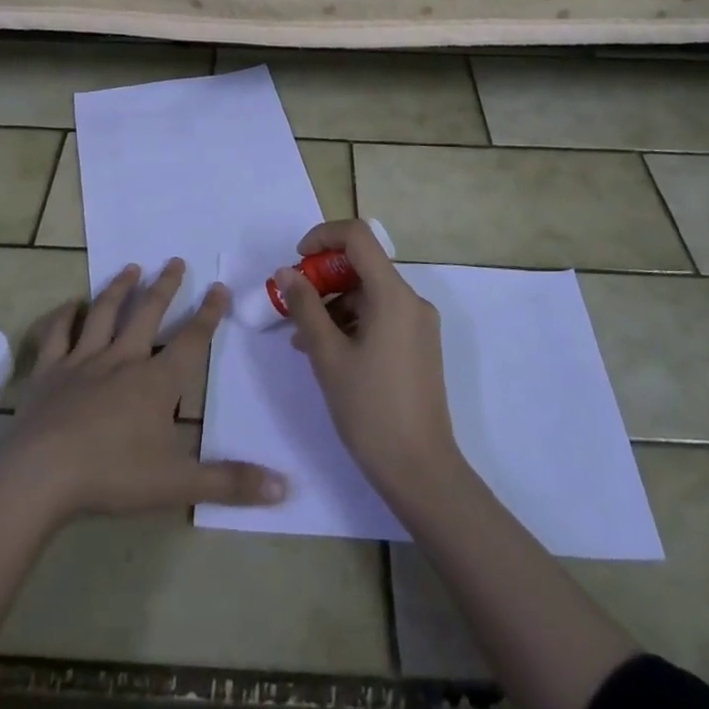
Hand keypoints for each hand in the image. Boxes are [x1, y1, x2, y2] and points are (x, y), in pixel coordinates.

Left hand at [0, 258, 287, 525]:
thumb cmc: (112, 476)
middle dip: (165, 286)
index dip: (208, 313)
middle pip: (148, 314)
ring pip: (104, 314)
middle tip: (175, 260)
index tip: (219, 286)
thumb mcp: (178, 484)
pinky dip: (64, 316)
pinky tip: (70, 304)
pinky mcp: (49, 371)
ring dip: (119, 289)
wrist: (40, 476)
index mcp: (156, 382)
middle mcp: (122, 359)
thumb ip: (230, 482)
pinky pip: (57, 334)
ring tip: (131, 268)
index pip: (191, 340)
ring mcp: (82, 361)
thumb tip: (286, 487)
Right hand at [278, 219, 460, 493]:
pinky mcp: (419, 346)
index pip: (358, 237)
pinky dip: (352, 323)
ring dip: (333, 305)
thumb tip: (287, 272)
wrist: (422, 472)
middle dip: (322, 278)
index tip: (296, 261)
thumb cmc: (370, 410)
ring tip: (303, 340)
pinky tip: (327, 353)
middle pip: (362, 266)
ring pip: (369, 294)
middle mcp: (411, 301)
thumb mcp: (327, 356)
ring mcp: (419, 324)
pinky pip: (380, 316)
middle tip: (292, 306)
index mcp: (393, 295)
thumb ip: (305, 307)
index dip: (323, 236)